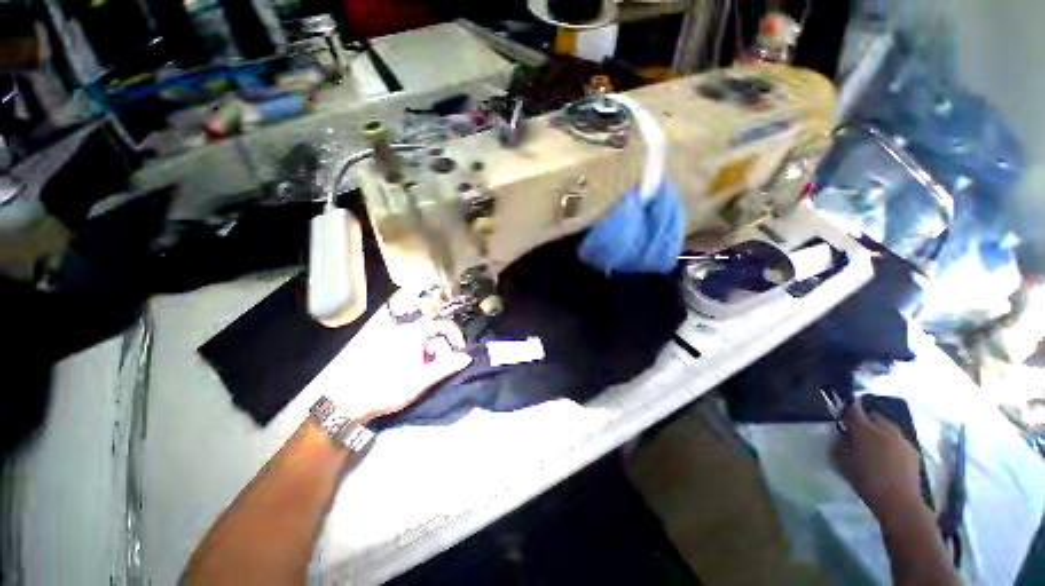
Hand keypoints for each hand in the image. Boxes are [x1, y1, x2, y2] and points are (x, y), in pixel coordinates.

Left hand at [334, 309, 471, 423]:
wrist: (351, 401)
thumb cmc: (390, 387)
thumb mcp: (422, 379)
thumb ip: (447, 367)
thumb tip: (467, 357)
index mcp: (412, 334)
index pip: (442, 324)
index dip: (455, 335)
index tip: (460, 350)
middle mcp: (403, 331)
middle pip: (433, 333)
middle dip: (442, 348)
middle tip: (441, 367)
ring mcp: (392, 339)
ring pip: (422, 340)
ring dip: (431, 354)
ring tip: (427, 373)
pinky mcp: (386, 349)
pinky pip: (411, 345)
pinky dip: (419, 355)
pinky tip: (414, 371)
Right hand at [832, 401, 925, 520]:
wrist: (899, 501)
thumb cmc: (866, 481)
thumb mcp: (845, 463)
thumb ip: (842, 445)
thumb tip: (842, 437)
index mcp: (864, 430)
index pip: (853, 411)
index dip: (847, 413)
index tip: (842, 419)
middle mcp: (884, 429)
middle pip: (871, 421)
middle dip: (863, 427)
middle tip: (856, 440)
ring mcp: (901, 439)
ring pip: (885, 430)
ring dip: (877, 436)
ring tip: (873, 451)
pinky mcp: (912, 450)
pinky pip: (897, 441)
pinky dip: (890, 445)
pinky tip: (887, 459)